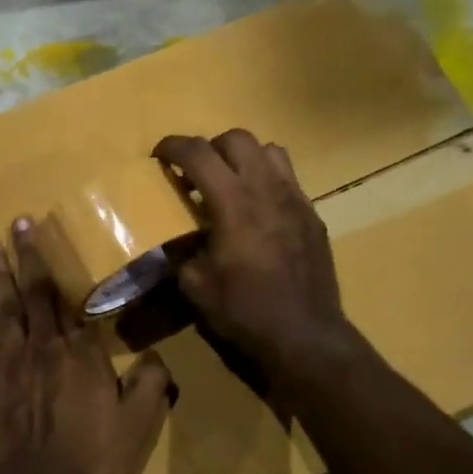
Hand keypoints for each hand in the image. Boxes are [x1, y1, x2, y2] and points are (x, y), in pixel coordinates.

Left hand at [0, 218, 174, 473]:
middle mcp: (43, 348)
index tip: (53, 239)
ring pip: (2, 311)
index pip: (72, 302)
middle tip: (18, 223)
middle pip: (35, 294)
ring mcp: (9, 365)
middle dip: (27, 256)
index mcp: (81, 354)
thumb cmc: (90, 460)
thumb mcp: (136, 426)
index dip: (62, 268)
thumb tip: (157, 356)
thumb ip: (149, 385)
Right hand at [153, 130, 356, 378]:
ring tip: (231, 183)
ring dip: (243, 157)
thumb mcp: (195, 285)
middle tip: (196, 174)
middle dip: (210, 147)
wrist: (305, 335)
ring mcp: (296, 199)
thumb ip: (181, 251)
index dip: (173, 146)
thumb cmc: (245, 310)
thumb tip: (175, 239)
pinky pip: (288, 179)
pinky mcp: (313, 215)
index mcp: (233, 203)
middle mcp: (267, 189)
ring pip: (269, 150)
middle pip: (237, 138)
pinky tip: (258, 211)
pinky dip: (266, 180)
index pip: (199, 153)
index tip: (159, 155)